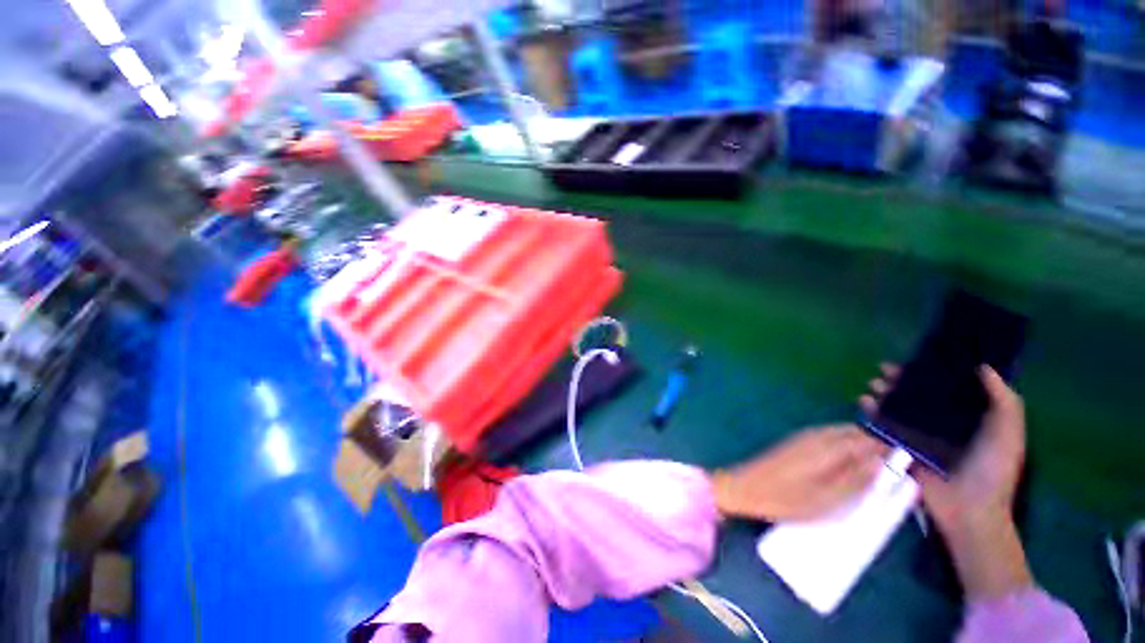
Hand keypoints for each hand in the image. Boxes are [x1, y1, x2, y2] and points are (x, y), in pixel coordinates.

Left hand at [711, 425, 886, 521]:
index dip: (891, 446)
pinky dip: (845, 446)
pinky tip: (849, 463)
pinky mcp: (797, 442)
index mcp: (828, 447)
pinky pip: (830, 438)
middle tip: (896, 465)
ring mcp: (805, 436)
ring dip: (862, 445)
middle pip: (857, 433)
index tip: (911, 457)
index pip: (869, 439)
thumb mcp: (827, 500)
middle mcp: (818, 435)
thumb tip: (884, 463)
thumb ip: (857, 481)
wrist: (746, 488)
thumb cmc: (786, 499)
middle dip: (878, 444)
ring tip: (878, 467)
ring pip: (843, 434)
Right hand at [860, 363, 1032, 597]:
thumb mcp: (1008, 434)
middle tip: (884, 371)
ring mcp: (918, 436)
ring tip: (873, 385)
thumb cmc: (992, 471)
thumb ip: (1004, 401)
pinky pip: (883, 427)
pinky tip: (864, 402)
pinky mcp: (900, 448)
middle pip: (917, 396)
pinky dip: (872, 413)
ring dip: (883, 394)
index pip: (946, 388)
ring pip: (896, 408)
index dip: (931, 372)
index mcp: (967, 418)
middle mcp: (940, 424)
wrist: (968, 510)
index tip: (915, 360)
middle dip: (900, 381)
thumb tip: (983, 367)